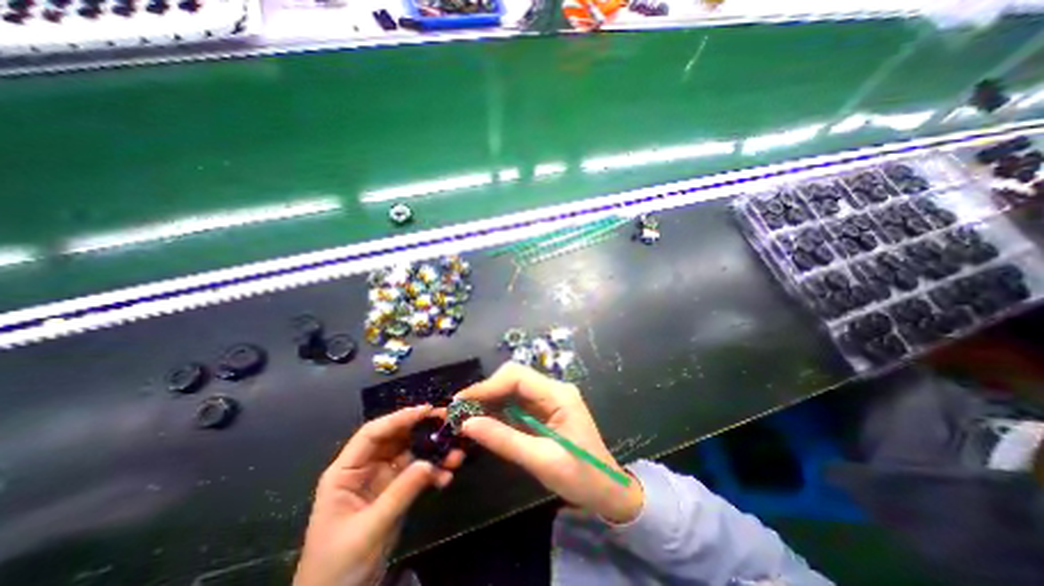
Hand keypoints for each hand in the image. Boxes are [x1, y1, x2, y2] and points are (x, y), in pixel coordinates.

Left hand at [288, 406, 460, 584]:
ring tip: (456, 453)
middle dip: (423, 429)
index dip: (399, 418)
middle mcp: (366, 468)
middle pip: (396, 438)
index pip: (373, 434)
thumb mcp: (369, 529)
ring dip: (434, 452)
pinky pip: (418, 473)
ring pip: (411, 453)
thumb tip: (429, 463)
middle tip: (448, 422)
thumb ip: (399, 494)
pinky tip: (447, 478)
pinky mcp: (397, 491)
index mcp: (346, 471)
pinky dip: (434, 473)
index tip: (426, 411)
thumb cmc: (339, 565)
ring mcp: (383, 479)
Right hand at [457, 364, 644, 524]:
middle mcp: (553, 390)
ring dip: (490, 400)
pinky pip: (517, 403)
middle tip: (462, 411)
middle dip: (487, 391)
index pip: (518, 377)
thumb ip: (504, 440)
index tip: (461, 401)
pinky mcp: (544, 410)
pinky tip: (484, 421)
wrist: (606, 489)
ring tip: (466, 416)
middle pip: (514, 378)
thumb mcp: (541, 461)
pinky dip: (499, 410)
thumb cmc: (580, 477)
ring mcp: (549, 399)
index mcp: (558, 395)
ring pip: (513, 389)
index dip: (487, 386)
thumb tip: (467, 424)